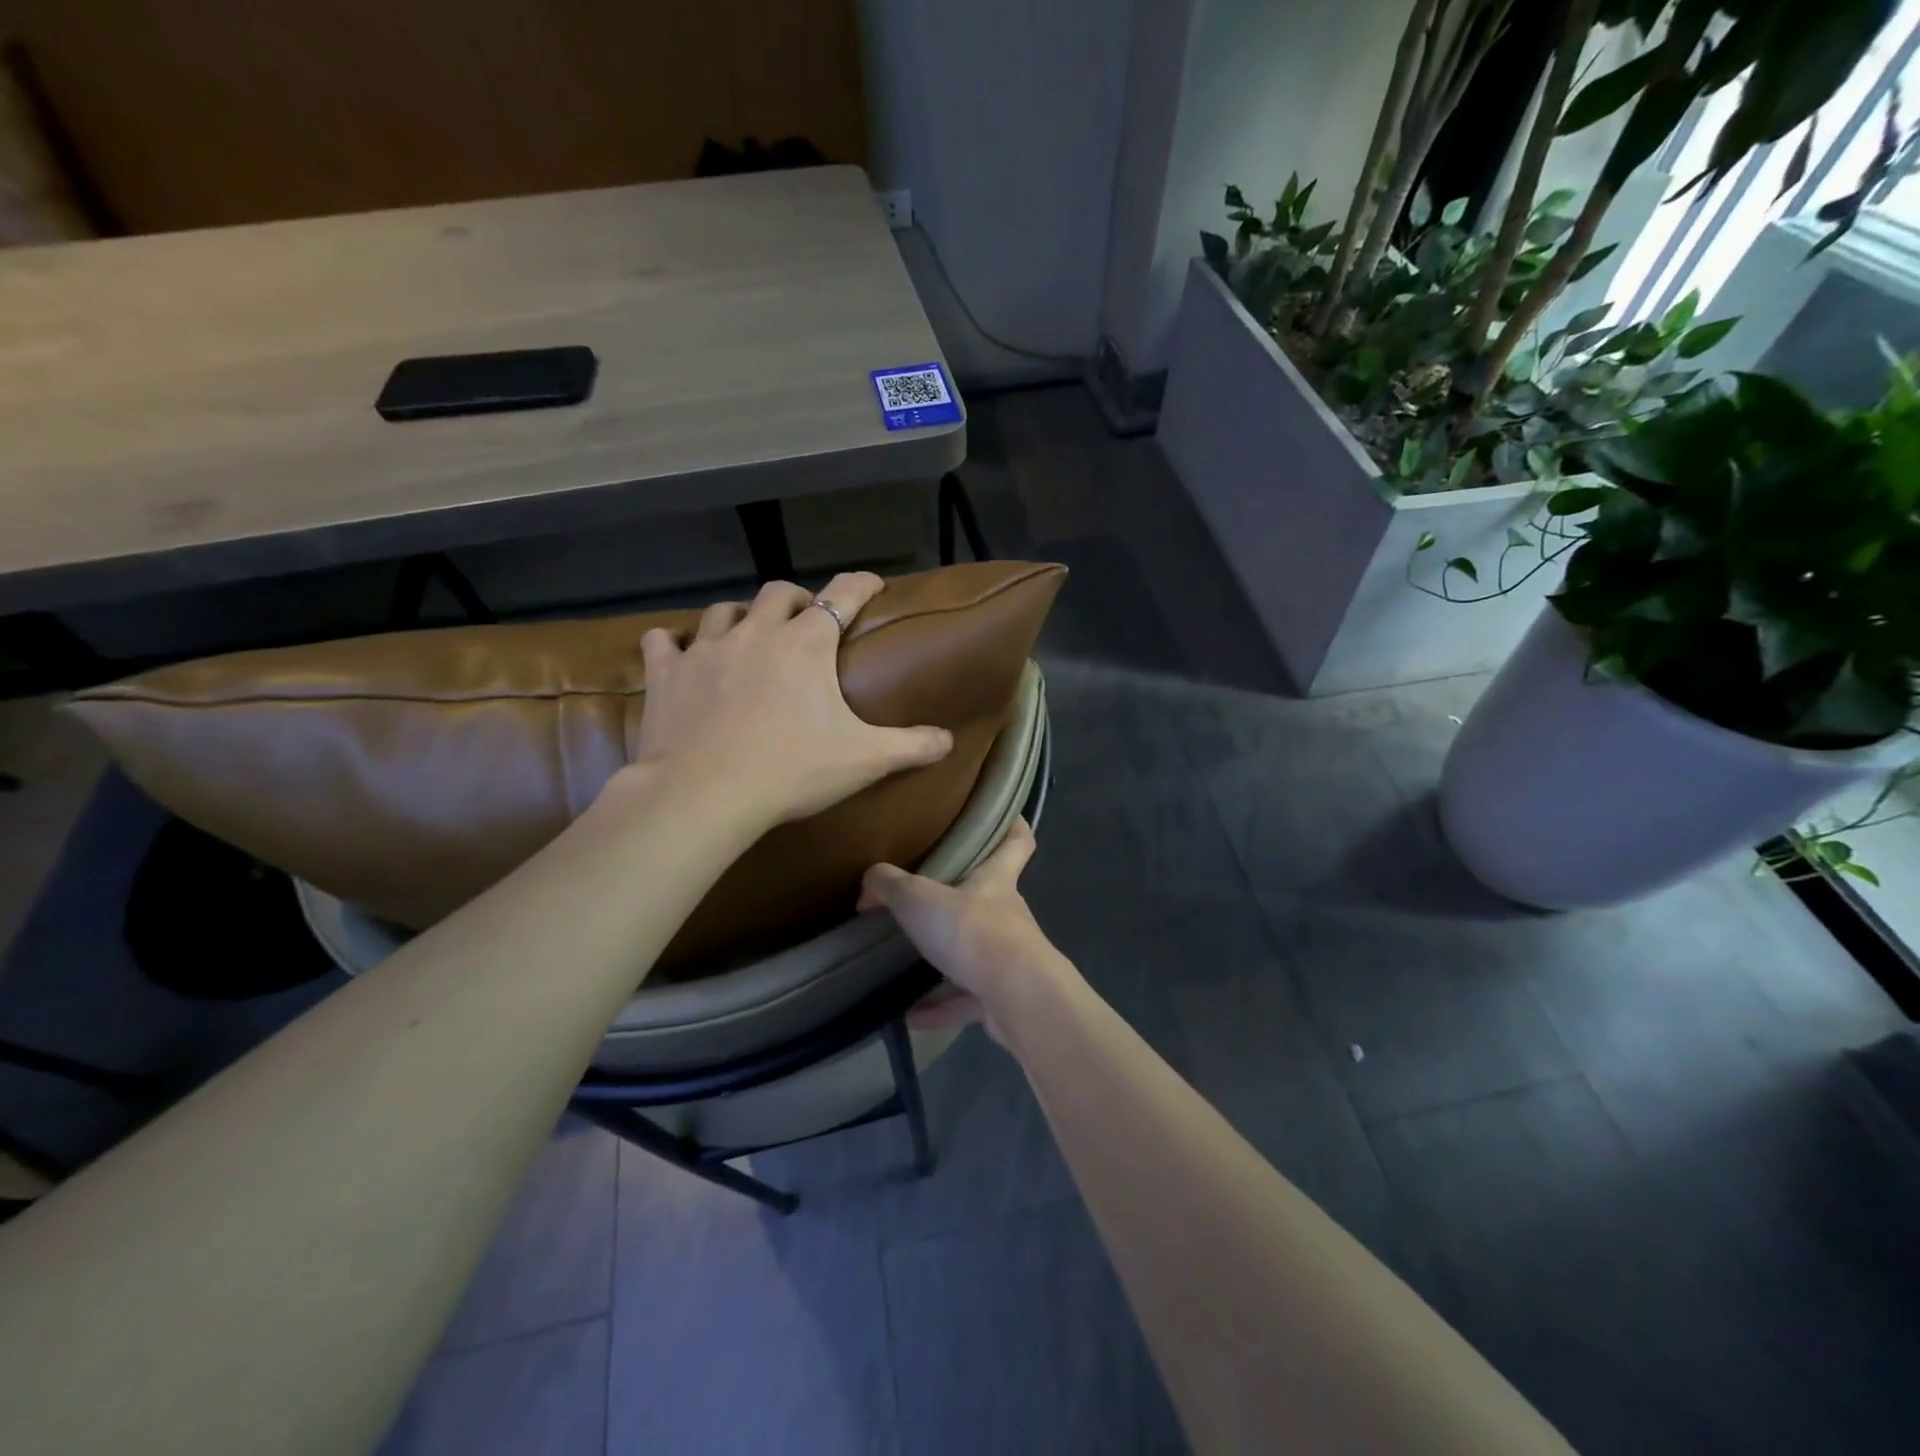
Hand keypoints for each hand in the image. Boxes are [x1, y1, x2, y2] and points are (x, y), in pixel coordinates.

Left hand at [629, 572, 952, 827]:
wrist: (705, 794)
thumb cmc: (791, 771)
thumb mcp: (864, 760)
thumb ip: (911, 746)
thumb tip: (949, 739)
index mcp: (806, 645)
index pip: (842, 595)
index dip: (861, 584)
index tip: (872, 583)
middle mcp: (756, 633)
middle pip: (778, 593)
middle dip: (796, 600)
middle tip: (805, 621)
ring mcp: (705, 649)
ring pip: (722, 610)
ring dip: (740, 616)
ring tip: (747, 635)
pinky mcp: (666, 673)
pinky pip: (664, 641)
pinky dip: (674, 643)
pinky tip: (679, 653)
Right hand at [858, 817, 1069, 1040]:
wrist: (1015, 996)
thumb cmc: (971, 930)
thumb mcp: (918, 898)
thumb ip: (889, 885)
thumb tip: (869, 885)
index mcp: (996, 880)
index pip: (1016, 842)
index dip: (1013, 827)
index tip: (1008, 817)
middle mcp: (1007, 914)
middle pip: (990, 898)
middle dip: (963, 899)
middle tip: (927, 900)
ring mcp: (1008, 958)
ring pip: (975, 952)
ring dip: (945, 961)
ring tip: (907, 966)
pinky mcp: (1002, 996)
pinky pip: (967, 998)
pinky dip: (940, 1006)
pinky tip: (910, 1014)